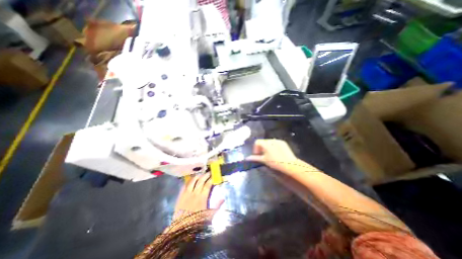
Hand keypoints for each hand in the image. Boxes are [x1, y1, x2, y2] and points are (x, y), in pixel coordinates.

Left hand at [174, 173, 223, 221]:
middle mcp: (194, 194)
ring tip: (200, 174)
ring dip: (196, 176)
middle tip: (208, 172)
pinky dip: (188, 182)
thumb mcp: (209, 216)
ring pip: (192, 181)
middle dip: (205, 175)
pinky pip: (184, 186)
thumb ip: (217, 206)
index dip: (211, 179)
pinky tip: (190, 180)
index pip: (207, 185)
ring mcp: (186, 194)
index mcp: (202, 198)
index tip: (213, 176)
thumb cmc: (197, 222)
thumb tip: (223, 198)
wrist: (181, 229)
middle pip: (200, 181)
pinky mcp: (180, 196)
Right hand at [246, 139, 299, 172]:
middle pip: (263, 142)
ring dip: (267, 147)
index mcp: (265, 143)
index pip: (257, 142)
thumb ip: (254, 158)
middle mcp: (271, 140)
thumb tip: (247, 158)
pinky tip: (276, 154)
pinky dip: (273, 147)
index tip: (257, 155)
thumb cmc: (274, 163)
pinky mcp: (283, 143)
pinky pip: (275, 143)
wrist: (289, 165)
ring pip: (269, 142)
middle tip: (263, 156)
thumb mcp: (263, 161)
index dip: (255, 149)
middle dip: (261, 148)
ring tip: (270, 155)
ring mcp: (278, 141)